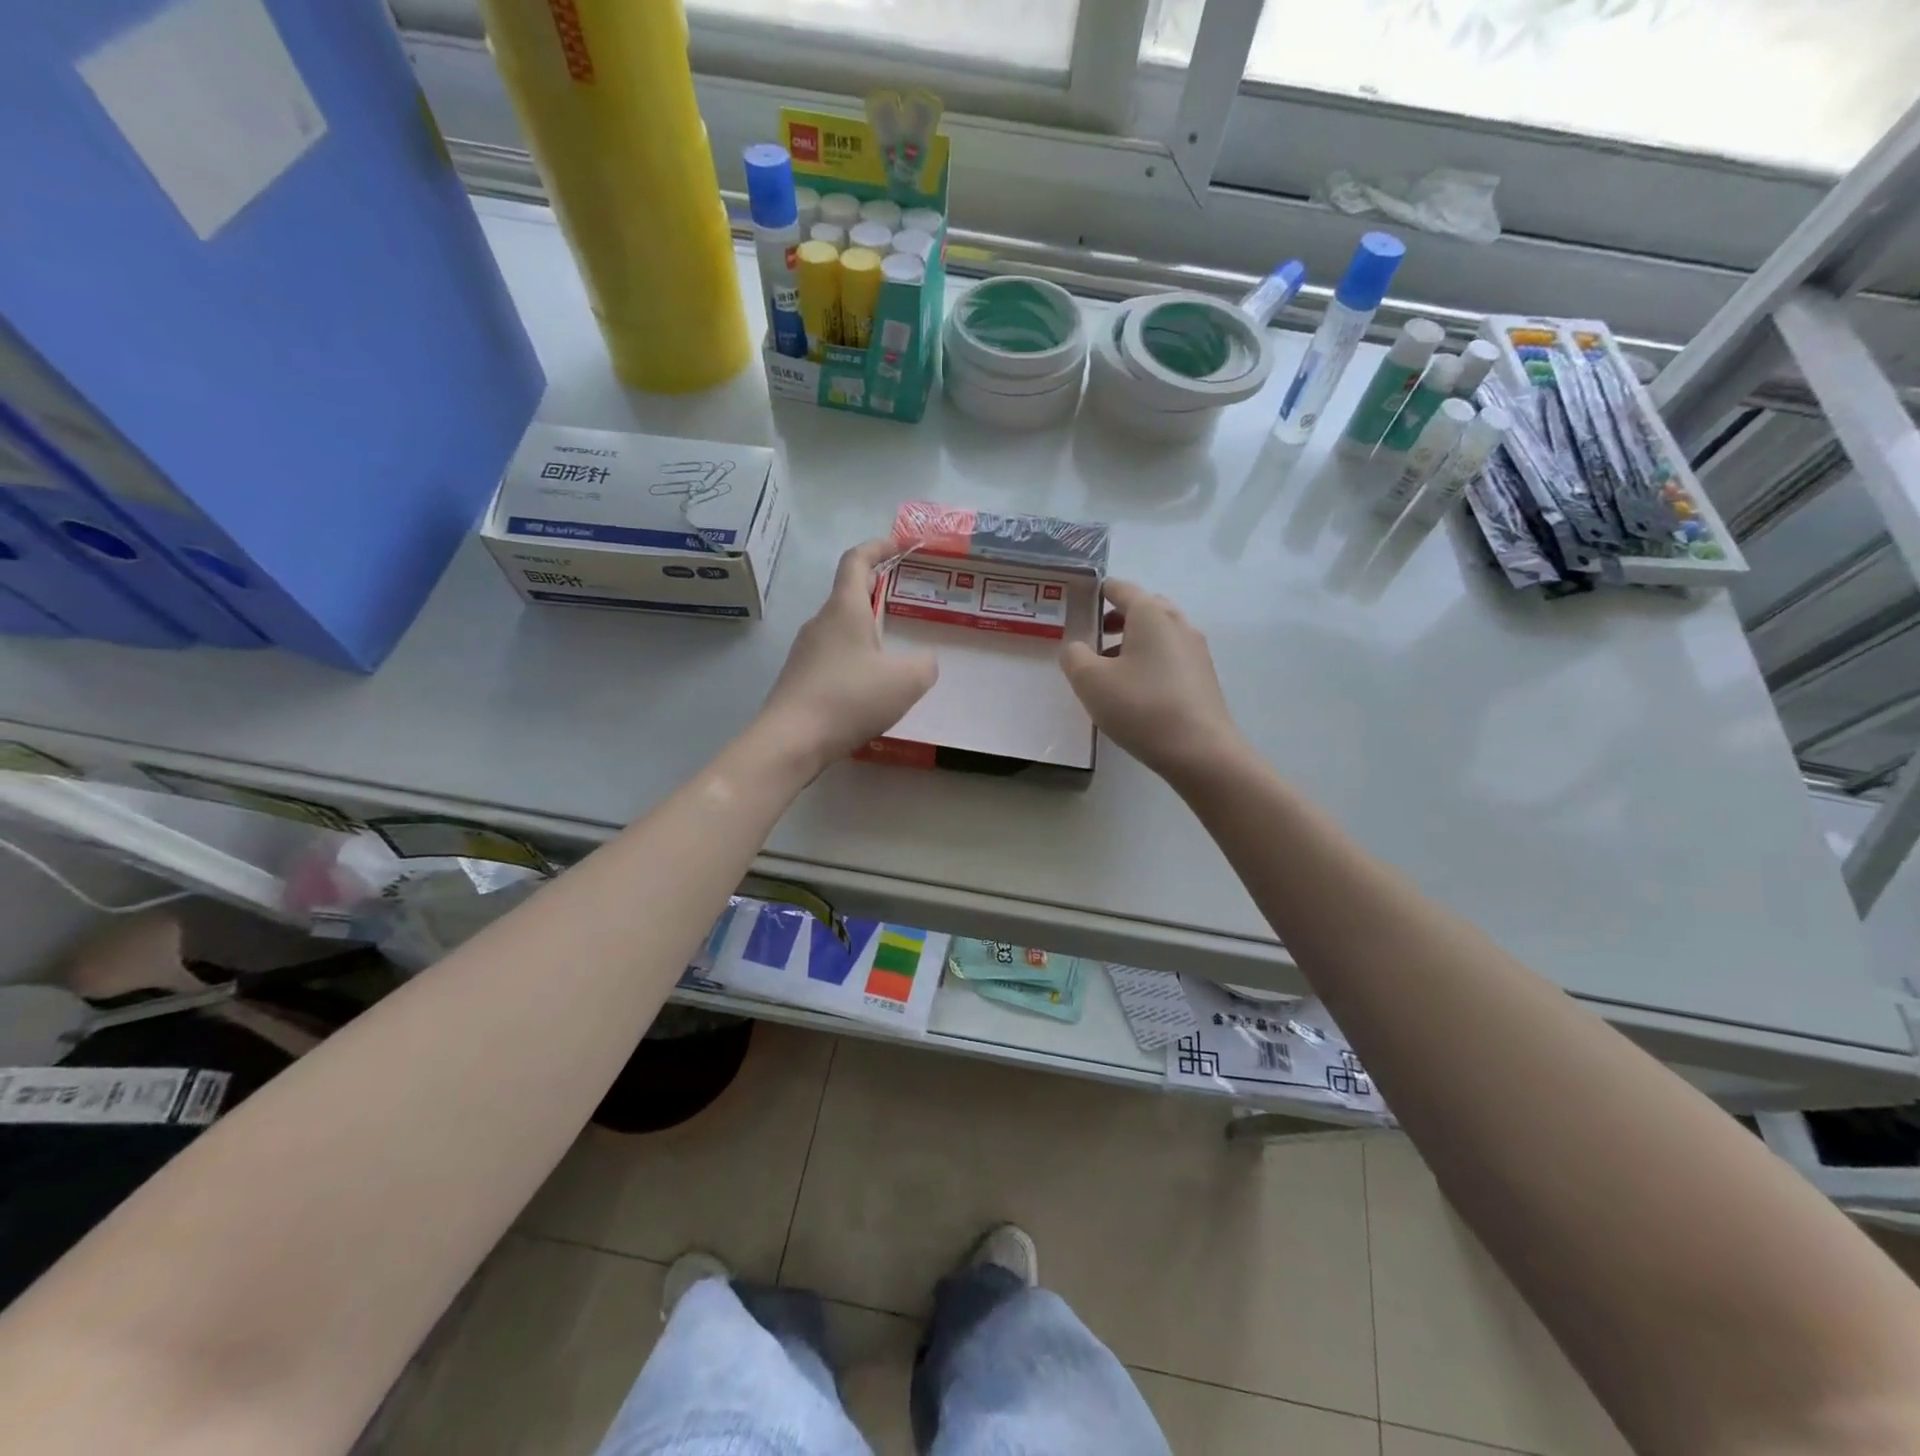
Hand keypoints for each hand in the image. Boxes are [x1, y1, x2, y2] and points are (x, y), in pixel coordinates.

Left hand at [759, 538, 937, 772]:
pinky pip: (833, 656)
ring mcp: (805, 650)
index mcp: (844, 609)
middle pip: (848, 594)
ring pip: (841, 629)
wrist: (791, 740)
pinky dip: (855, 659)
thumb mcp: (906, 681)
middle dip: (877, 592)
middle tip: (906, 603)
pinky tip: (870, 688)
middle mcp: (820, 622)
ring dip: (867, 631)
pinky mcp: (799, 677)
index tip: (899, 545)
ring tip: (894, 652)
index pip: (856, 560)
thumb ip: (925, 665)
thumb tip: (924, 660)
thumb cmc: (850, 699)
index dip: (877, 546)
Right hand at [1060, 580, 1242, 787]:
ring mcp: (1196, 651)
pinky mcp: (1204, 677)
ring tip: (1111, 667)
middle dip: (1119, 616)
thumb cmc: (1141, 707)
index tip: (1082, 599)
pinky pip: (1171, 657)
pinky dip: (1151, 661)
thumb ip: (1074, 656)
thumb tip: (1076, 647)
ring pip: (1160, 634)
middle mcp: (1178, 624)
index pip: (1122, 588)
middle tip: (1096, 634)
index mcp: (1151, 615)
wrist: (1200, 751)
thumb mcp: (1090, 681)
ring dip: (1134, 641)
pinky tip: (1136, 690)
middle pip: (1146, 608)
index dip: (1100, 591)